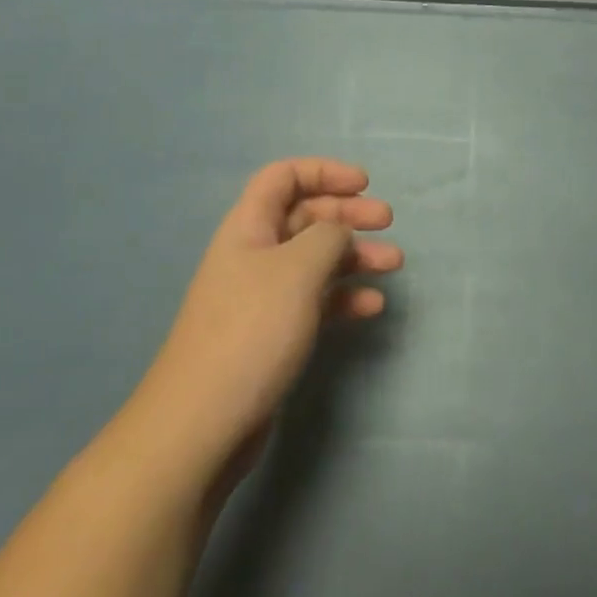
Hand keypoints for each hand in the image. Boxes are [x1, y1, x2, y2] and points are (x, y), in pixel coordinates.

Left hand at [135, 158, 401, 478]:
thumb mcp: (298, 269)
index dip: (324, 171)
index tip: (364, 184)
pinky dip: (344, 296)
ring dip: (355, 255)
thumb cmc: (251, 330)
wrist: (202, 425)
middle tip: (387, 221)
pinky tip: (373, 306)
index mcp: (249, 225)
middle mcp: (256, 252)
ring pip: (316, 259)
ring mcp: (264, 295)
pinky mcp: (273, 333)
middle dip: (348, 213)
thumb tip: (339, 231)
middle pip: (306, 215)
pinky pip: (316, 299)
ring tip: (394, 263)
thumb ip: (328, 236)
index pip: (284, 176)